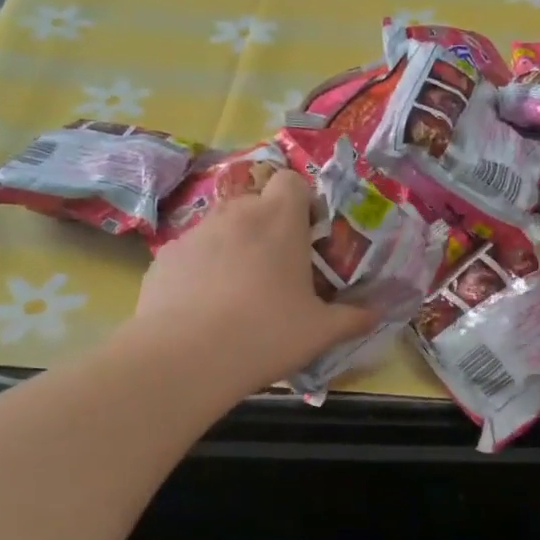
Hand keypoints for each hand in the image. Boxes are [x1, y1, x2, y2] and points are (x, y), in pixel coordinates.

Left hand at [131, 170, 378, 394]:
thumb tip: (375, 314)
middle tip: (279, 271)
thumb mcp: (320, 332)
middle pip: (255, 204)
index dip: (302, 202)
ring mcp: (194, 233)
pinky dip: (202, 271)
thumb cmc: (265, 334)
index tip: (308, 237)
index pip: (291, 181)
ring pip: (222, 229)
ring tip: (239, 295)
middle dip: (268, 228)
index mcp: (278, 221)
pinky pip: (192, 255)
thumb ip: (352, 318)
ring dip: (234, 249)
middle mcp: (235, 214)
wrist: (184, 358)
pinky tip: (204, 309)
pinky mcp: (164, 258)